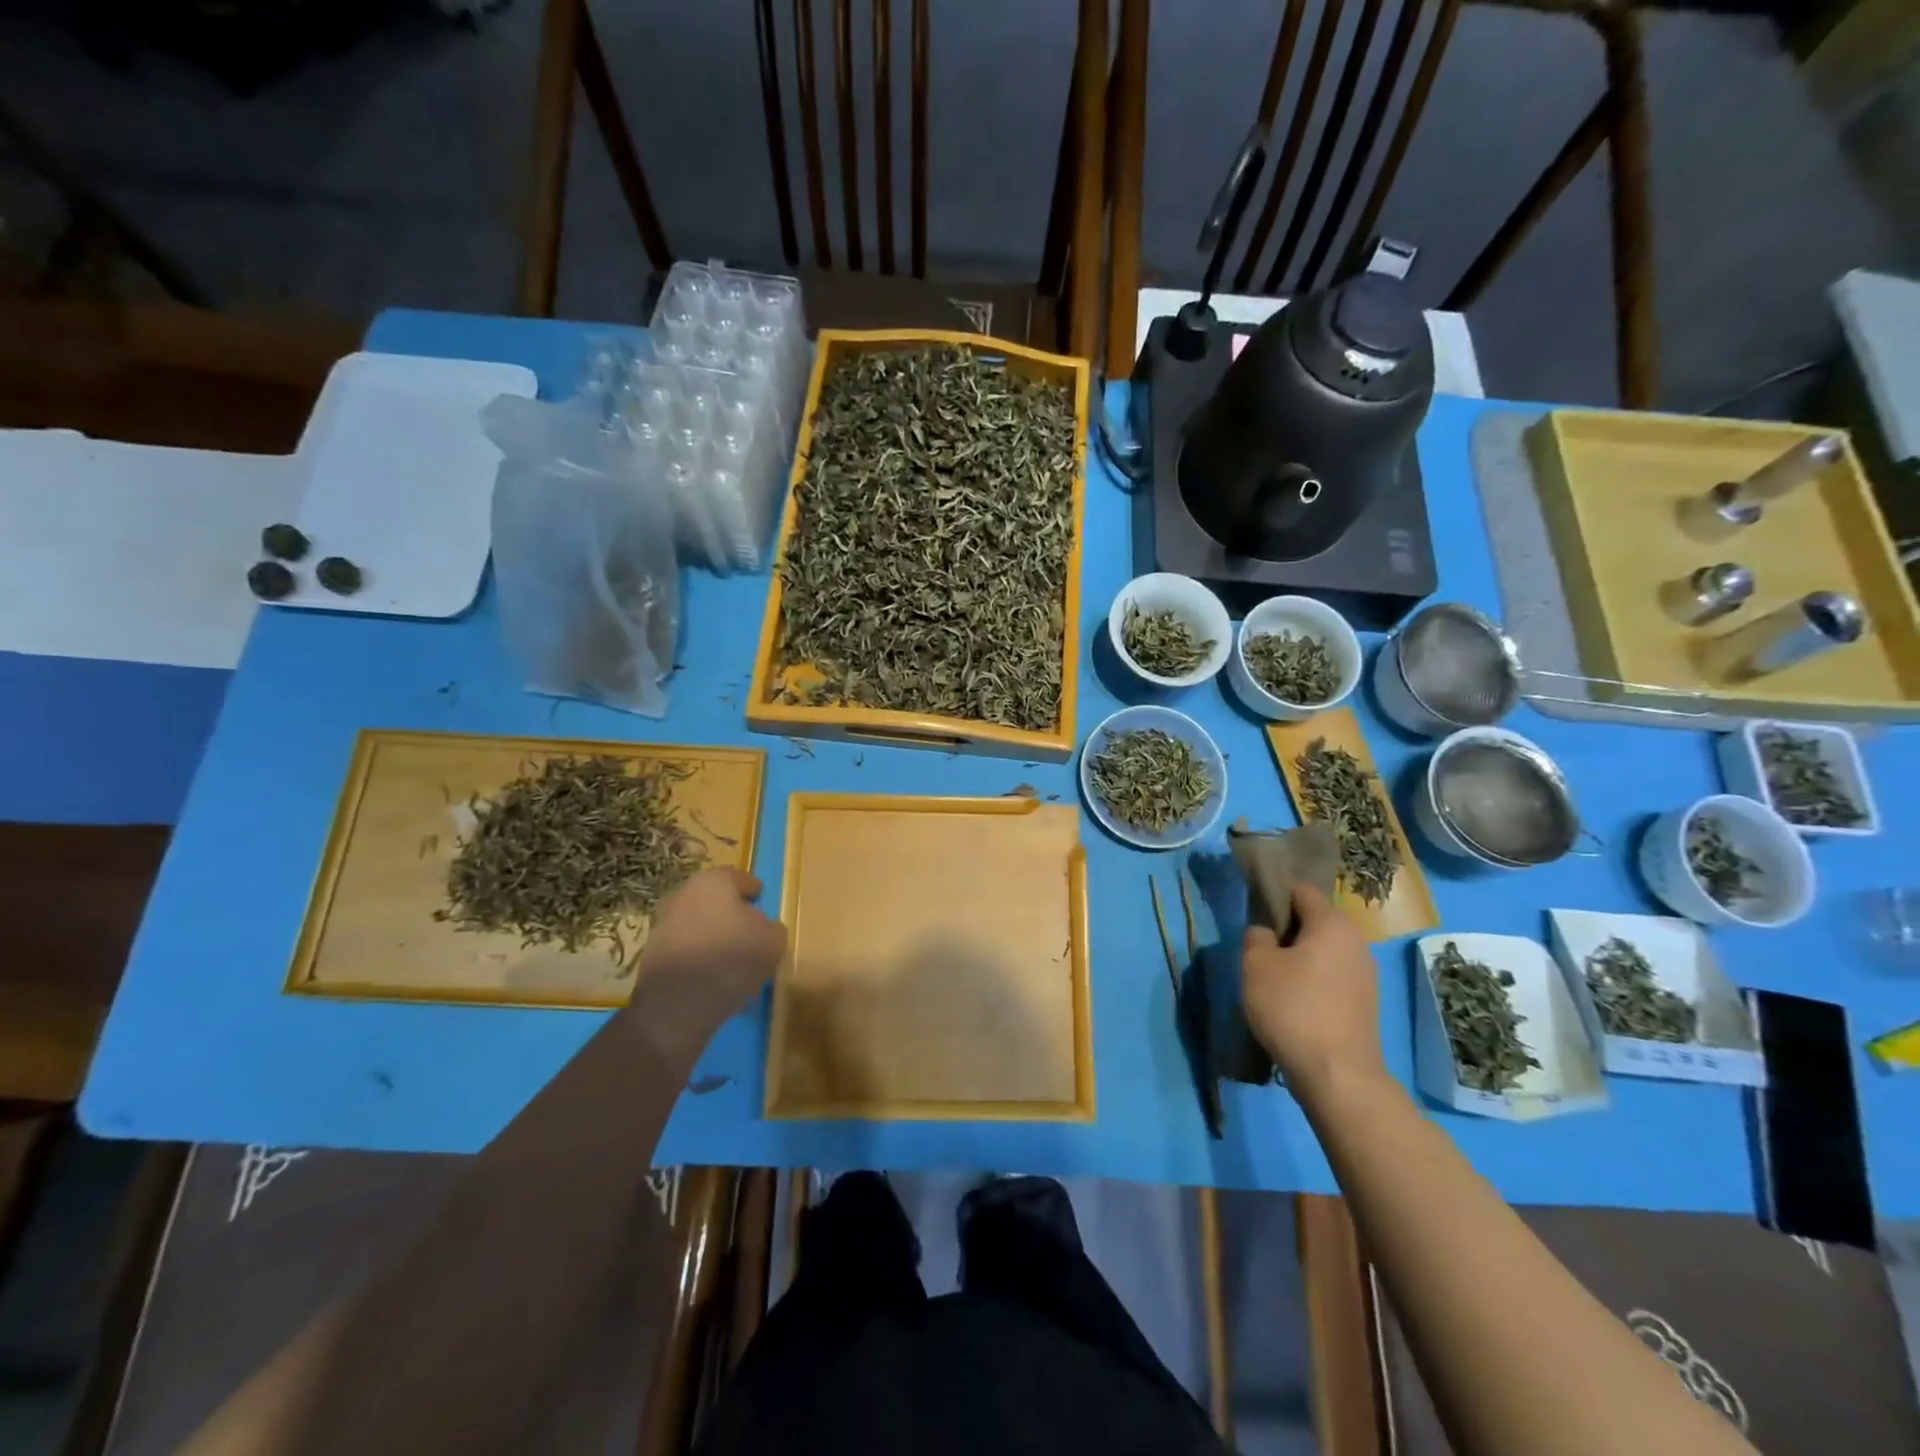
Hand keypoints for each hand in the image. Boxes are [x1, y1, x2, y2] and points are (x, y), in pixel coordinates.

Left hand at [631, 868, 786, 1054]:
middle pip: (717, 901)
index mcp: (714, 881)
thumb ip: (772, 928)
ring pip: (700, 925)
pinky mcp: (652, 953)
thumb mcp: (773, 941)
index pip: (741, 879)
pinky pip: (687, 949)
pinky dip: (701, 958)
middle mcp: (685, 894)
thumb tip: (760, 929)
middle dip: (733, 915)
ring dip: (716, 937)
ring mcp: (664, 923)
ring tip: (735, 962)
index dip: (755, 893)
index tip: (762, 905)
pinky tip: (715, 979)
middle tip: (751, 935)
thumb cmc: (732, 958)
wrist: (677, 1004)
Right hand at [1241, 884, 1384, 1097]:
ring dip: (1298, 957)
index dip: (1274, 896)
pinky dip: (1312, 980)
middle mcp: (1356, 941)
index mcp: (1332, 923)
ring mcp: (1365, 974)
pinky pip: (1332, 976)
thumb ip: (1255, 936)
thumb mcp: (1255, 965)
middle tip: (1258, 949)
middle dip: (1286, 930)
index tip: (1252, 915)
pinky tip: (1293, 1002)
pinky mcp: (1365, 1002)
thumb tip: (1266, 933)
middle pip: (1314, 920)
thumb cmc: (1292, 1008)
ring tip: (1273, 978)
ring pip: (1323, 950)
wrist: (1337, 1075)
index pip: (1300, 890)